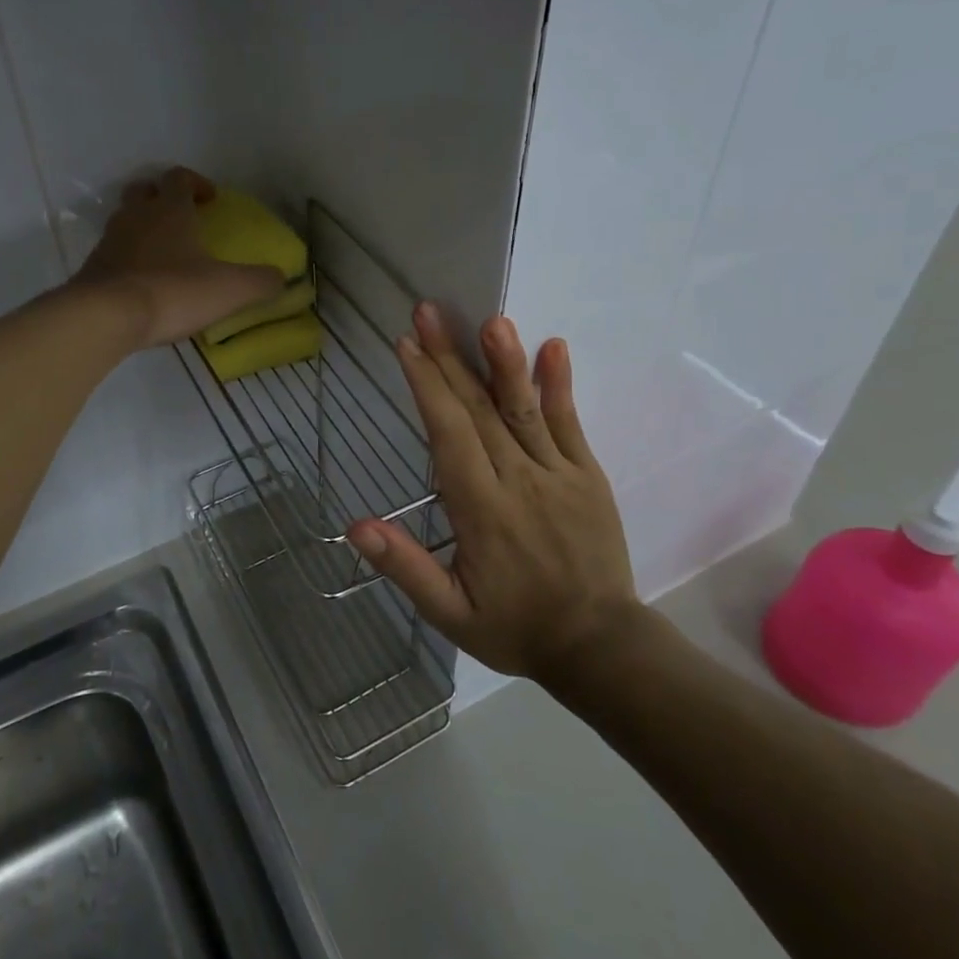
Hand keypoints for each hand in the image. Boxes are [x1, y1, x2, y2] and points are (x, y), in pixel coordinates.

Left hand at [74, 168, 284, 348]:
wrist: (106, 316)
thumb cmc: (172, 291)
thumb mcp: (229, 289)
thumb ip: (260, 282)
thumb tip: (281, 278)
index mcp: (170, 210)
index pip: (179, 178)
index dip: (196, 183)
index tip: (210, 199)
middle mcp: (136, 216)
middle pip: (144, 191)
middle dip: (162, 198)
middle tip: (181, 218)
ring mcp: (110, 240)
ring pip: (125, 220)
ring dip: (143, 227)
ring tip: (163, 252)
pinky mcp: (93, 267)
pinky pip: (113, 252)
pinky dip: (128, 258)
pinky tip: (142, 281)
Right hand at [349, 305, 639, 683]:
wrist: (601, 646)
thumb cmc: (516, 627)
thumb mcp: (451, 614)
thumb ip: (406, 568)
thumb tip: (357, 526)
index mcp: (481, 510)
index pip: (448, 435)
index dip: (425, 386)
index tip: (406, 345)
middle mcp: (518, 480)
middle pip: (477, 409)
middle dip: (448, 357)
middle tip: (428, 312)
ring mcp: (558, 473)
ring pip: (524, 408)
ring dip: (505, 361)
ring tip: (491, 320)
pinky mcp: (587, 474)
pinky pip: (569, 423)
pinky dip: (559, 384)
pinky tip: (553, 346)